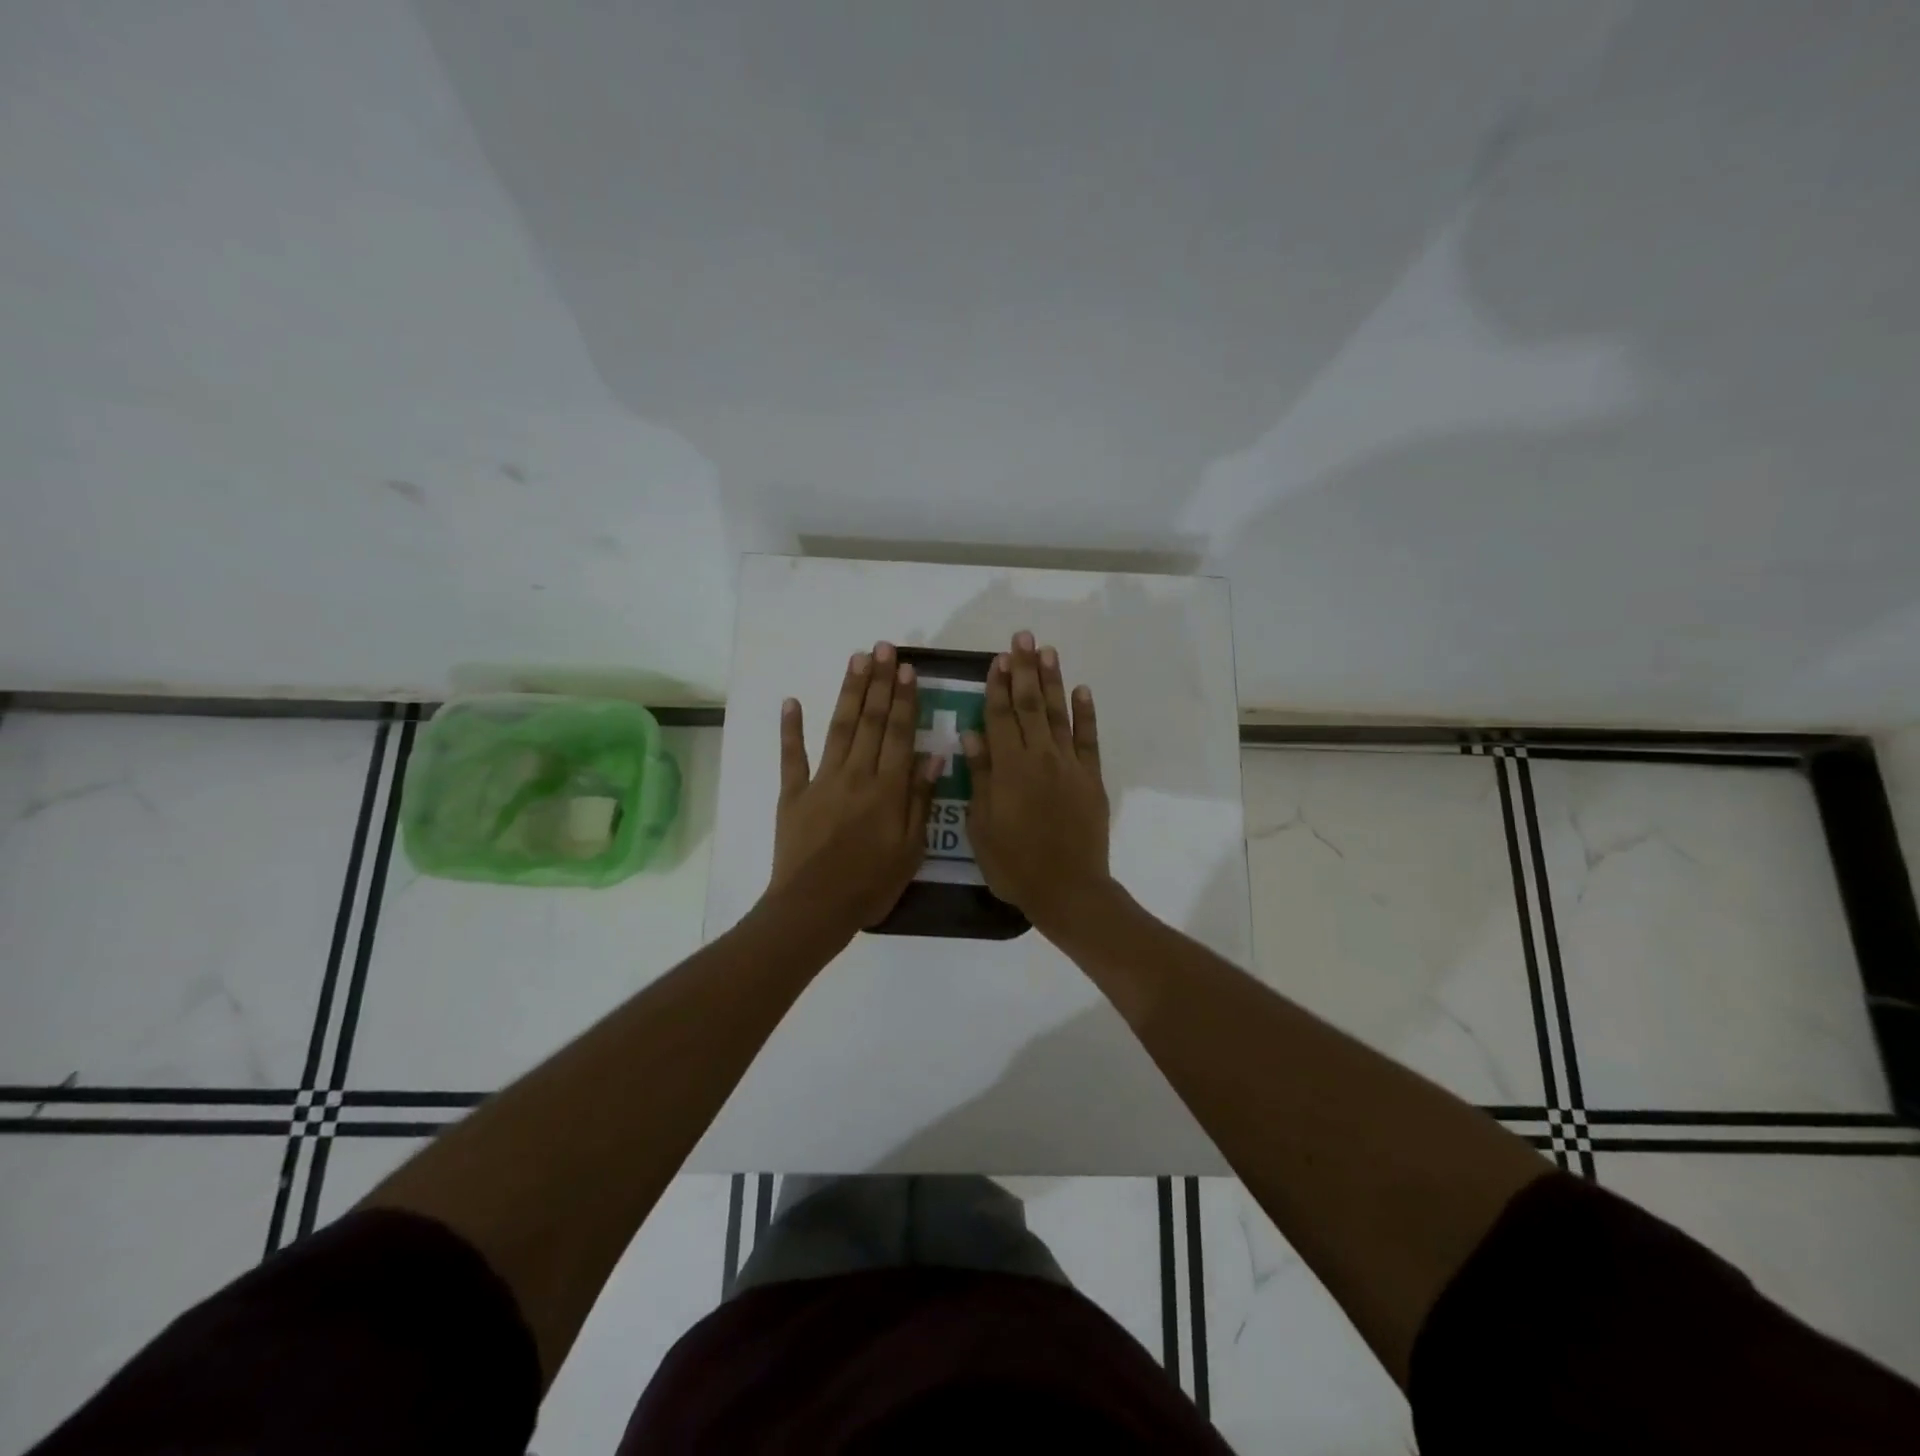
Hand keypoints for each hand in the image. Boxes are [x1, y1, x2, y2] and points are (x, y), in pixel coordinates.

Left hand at [771, 641, 938, 932]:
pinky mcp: (793, 793)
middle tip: (883, 648)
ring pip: (839, 728)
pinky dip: (791, 728)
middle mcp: (856, 774)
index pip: (900, 733)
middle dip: (879, 682)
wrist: (814, 908)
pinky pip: (792, 756)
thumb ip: (921, 799)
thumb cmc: (870, 884)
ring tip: (856, 659)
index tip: (907, 669)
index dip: (904, 699)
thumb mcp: (911, 849)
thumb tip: (933, 754)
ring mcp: (821, 780)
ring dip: (849, 692)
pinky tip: (791, 701)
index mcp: (888, 788)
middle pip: (871, 721)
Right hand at [963, 631, 1111, 933]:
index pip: (999, 716)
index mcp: (1009, 768)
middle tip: (1022, 637)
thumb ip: (980, 777)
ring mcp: (1069, 765)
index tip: (996, 658)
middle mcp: (1040, 757)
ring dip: (1052, 680)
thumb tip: (971, 733)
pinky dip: (1085, 714)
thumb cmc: (1015, 864)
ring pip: (1058, 714)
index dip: (996, 685)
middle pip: (1030, 705)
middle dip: (1024, 669)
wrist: (1068, 889)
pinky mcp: (1091, 778)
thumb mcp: (982, 826)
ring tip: (1047, 650)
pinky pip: (1088, 739)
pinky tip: (1082, 690)